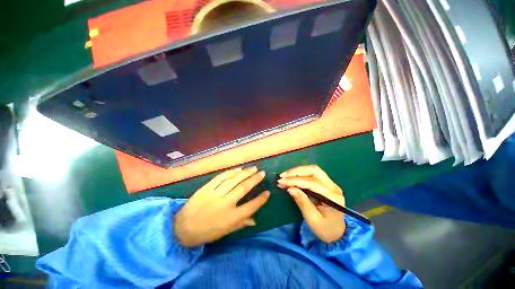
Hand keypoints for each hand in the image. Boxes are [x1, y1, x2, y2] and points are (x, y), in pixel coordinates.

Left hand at [174, 167, 268, 246]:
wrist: (182, 229)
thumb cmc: (207, 232)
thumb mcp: (225, 231)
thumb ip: (241, 224)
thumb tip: (255, 220)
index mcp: (231, 218)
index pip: (251, 207)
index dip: (261, 199)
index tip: (268, 192)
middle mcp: (225, 204)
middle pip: (244, 189)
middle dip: (255, 180)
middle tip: (262, 173)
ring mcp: (215, 194)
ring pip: (233, 180)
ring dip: (245, 173)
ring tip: (253, 168)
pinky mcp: (207, 188)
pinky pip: (220, 177)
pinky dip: (230, 172)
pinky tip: (237, 169)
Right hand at [278, 165, 344, 242]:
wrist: (336, 232)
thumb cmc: (325, 229)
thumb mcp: (312, 220)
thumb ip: (302, 202)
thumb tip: (290, 188)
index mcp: (333, 197)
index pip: (312, 183)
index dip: (295, 180)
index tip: (281, 181)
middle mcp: (333, 187)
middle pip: (314, 170)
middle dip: (296, 171)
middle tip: (282, 176)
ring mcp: (330, 183)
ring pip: (312, 170)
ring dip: (297, 171)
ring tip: (284, 176)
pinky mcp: (325, 183)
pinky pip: (311, 174)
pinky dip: (299, 174)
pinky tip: (291, 177)